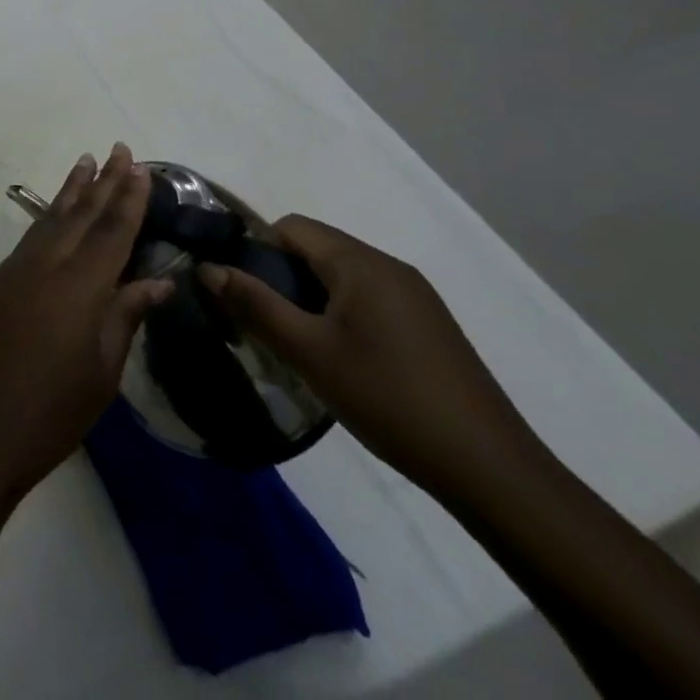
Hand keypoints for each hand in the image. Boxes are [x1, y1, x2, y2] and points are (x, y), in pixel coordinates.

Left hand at [0, 146, 174, 503]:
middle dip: (103, 181)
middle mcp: (46, 266)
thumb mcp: (101, 372)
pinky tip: (57, 211)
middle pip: (80, 215)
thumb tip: (157, 280)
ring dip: (72, 190)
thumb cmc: (51, 413)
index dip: (129, 199)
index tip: (142, 169)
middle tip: (120, 149)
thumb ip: (125, 317)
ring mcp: (16, 270)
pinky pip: (31, 236)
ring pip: (51, 219)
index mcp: (79, 288)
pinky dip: (49, 215)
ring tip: (87, 162)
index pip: (111, 232)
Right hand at [199, 216, 545, 504]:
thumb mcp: (309, 352)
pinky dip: (340, 315)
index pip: (291, 227)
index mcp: (361, 263)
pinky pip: (367, 299)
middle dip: (281, 276)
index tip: (243, 291)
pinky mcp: (428, 327)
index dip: (257, 250)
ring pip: (340, 276)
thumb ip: (254, 305)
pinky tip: (340, 360)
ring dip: (309, 298)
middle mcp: (390, 268)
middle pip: (316, 248)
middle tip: (263, 322)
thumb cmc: (389, 399)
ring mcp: (415, 297)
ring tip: (297, 344)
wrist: (493, 472)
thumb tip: (206, 268)